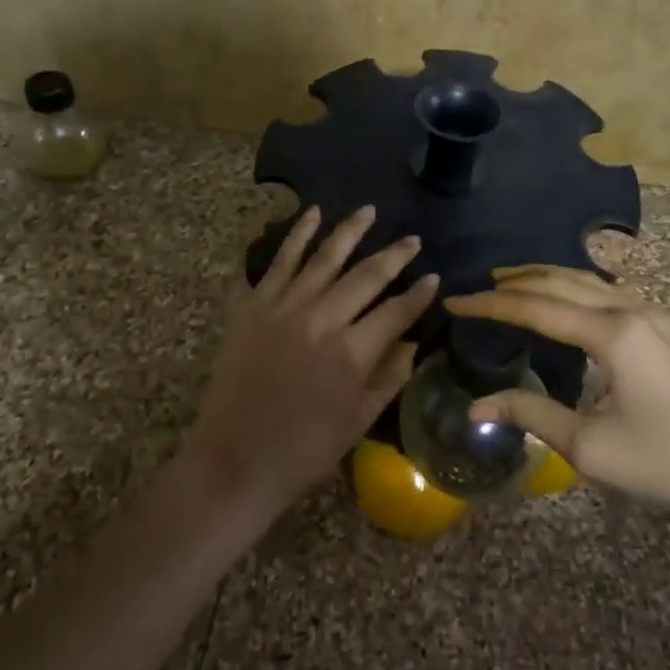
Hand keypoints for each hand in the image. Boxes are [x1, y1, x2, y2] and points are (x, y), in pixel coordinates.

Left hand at [186, 205, 438, 522]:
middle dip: (394, 255)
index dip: (418, 294)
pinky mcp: (252, 306)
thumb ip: (390, 376)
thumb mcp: (359, 419)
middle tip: (412, 238)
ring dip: (348, 231)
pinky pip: (277, 261)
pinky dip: (294, 236)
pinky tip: (311, 214)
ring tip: (368, 210)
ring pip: (323, 257)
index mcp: (351, 352)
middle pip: (365, 275)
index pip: (396, 311)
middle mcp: (320, 318)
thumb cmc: (304, 449)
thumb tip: (414, 342)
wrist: (235, 459)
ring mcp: (282, 306)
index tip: (434, 276)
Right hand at [446, 266, 669, 527]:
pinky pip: (605, 291)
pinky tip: (563, 300)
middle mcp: (629, 310)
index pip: (535, 308)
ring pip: (585, 280)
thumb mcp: (589, 446)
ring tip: (510, 283)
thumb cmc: (666, 461)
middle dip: (514, 282)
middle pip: (559, 282)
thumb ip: (531, 415)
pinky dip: (571, 287)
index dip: (490, 305)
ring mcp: (651, 315)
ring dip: (544, 278)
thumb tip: (477, 405)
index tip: (455, 302)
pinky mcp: (663, 328)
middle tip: (477, 288)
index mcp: (610, 334)